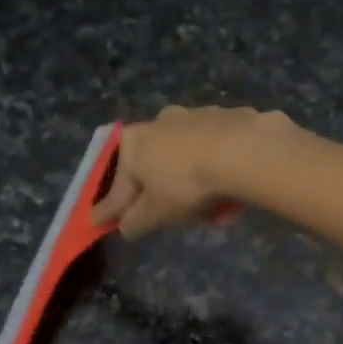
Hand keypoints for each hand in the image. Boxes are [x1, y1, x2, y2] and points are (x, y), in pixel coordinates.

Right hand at [92, 105, 294, 239]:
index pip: (118, 185)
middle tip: (173, 216)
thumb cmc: (186, 183)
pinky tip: (232, 193)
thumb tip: (125, 228)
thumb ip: (135, 222)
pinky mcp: (230, 118)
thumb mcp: (155, 213)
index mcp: (134, 142)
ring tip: (210, 211)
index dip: (110, 208)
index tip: (99, 221)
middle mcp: (160, 122)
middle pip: (154, 167)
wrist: (243, 151)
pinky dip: (219, 172)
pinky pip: (218, 154)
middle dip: (161, 193)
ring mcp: (197, 115)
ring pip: (188, 159)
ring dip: (194, 184)